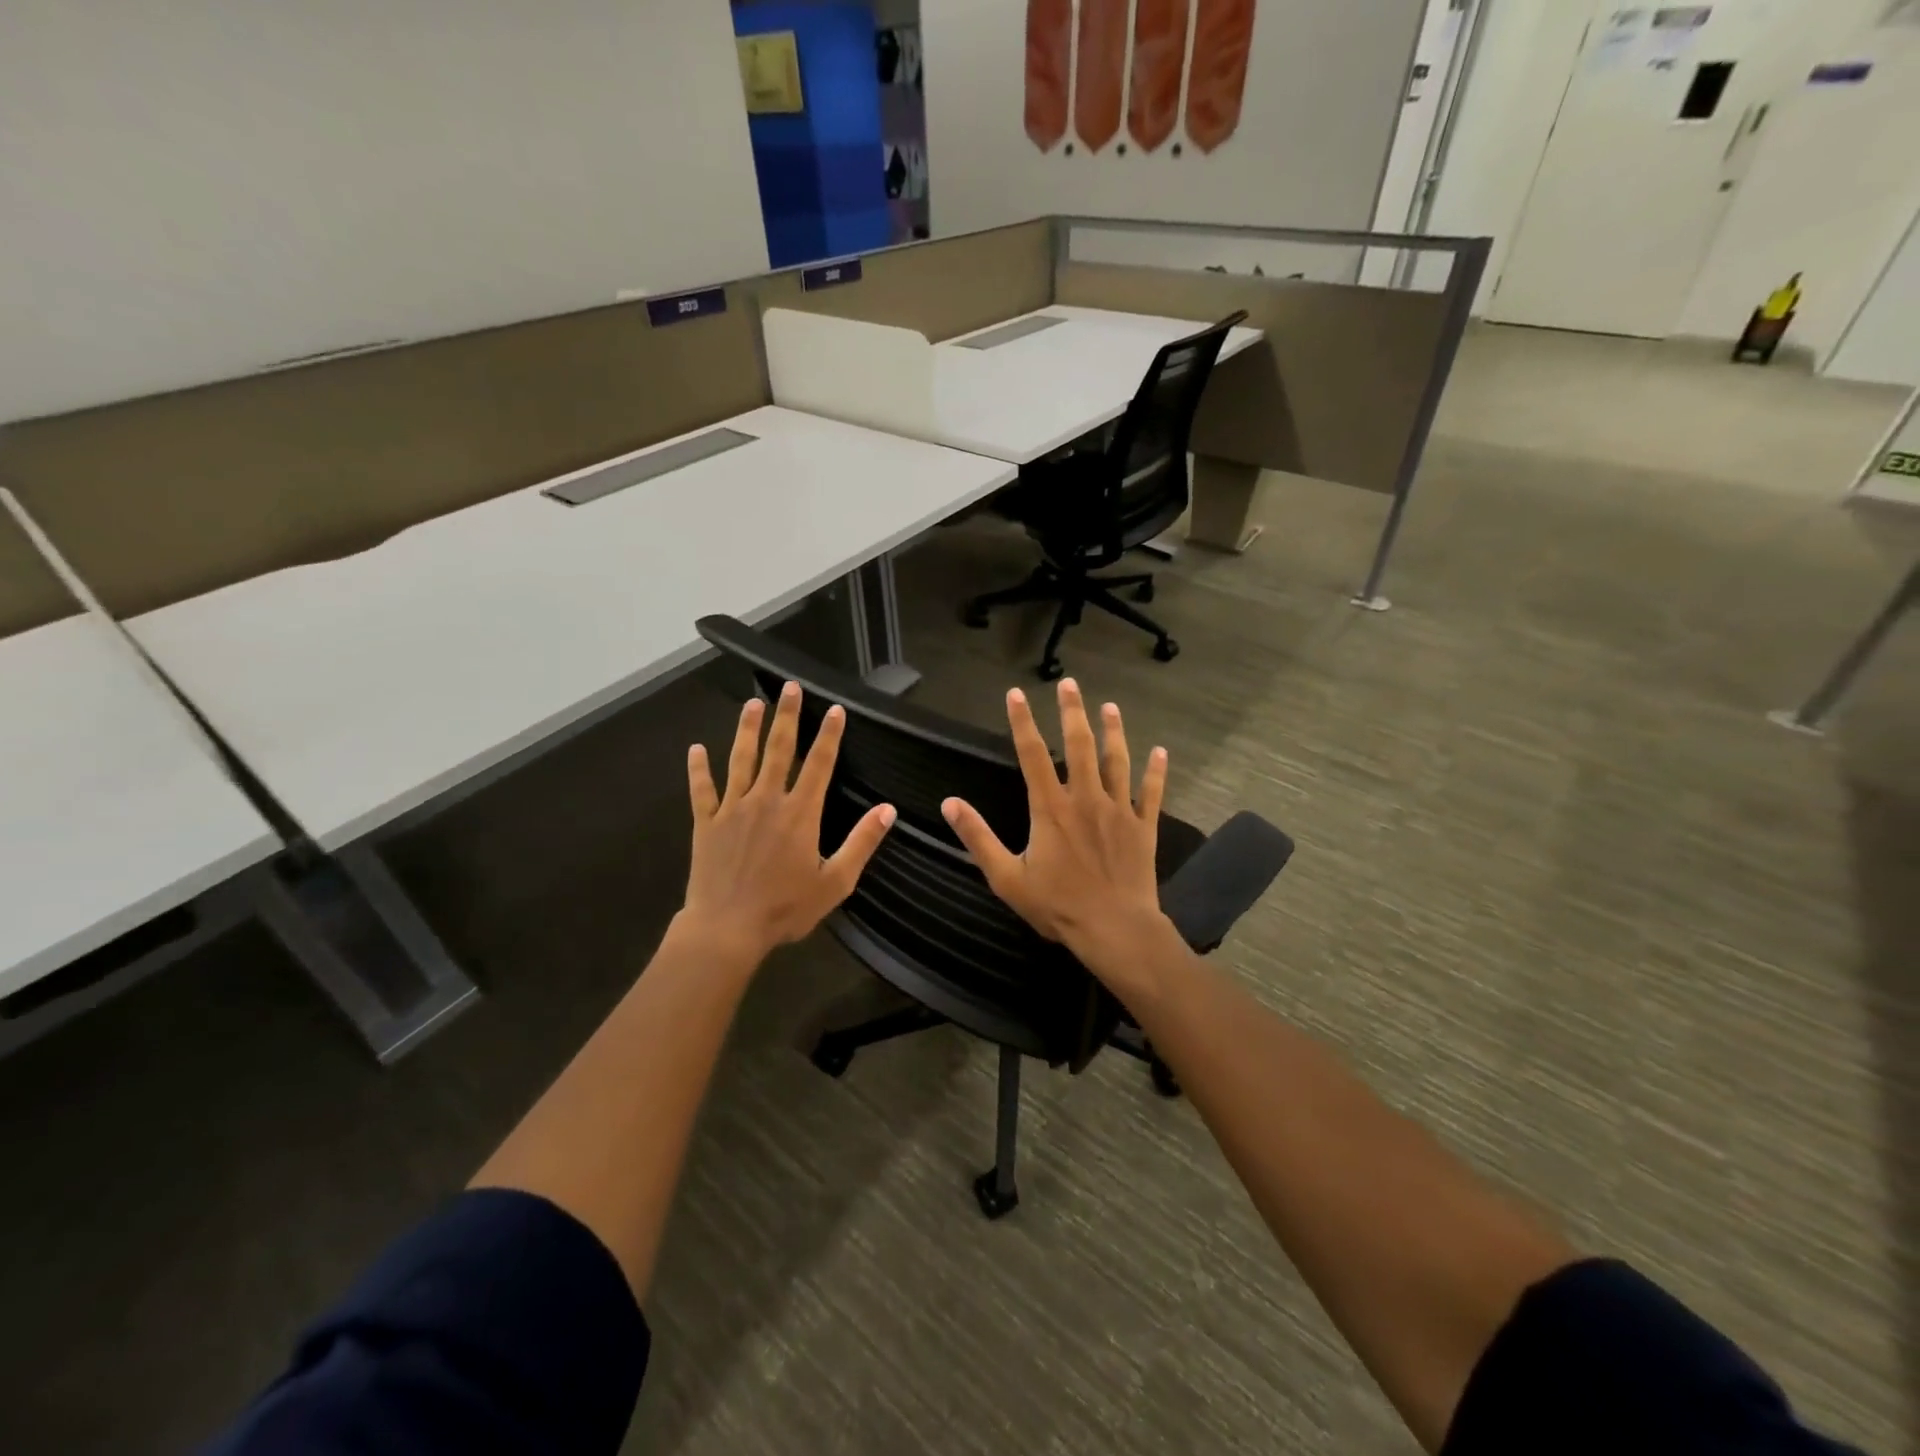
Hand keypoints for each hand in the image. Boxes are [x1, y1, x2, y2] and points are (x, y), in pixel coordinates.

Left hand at [679, 682, 894, 965]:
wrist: (727, 929)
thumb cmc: (785, 908)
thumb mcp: (835, 882)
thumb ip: (861, 843)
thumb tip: (888, 810)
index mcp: (800, 814)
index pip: (820, 764)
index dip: (829, 735)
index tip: (835, 709)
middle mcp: (767, 801)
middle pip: (779, 750)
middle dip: (787, 717)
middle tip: (790, 688)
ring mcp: (732, 810)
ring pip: (740, 760)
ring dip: (747, 730)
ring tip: (752, 704)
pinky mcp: (706, 824)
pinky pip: (702, 790)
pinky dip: (698, 769)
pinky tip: (695, 749)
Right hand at [940, 679, 1178, 987]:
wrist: (1115, 929)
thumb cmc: (1057, 906)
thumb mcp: (1006, 876)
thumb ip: (978, 837)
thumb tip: (949, 803)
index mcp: (1050, 808)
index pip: (1032, 754)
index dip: (1022, 722)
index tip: (1016, 693)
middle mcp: (1085, 798)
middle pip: (1079, 745)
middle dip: (1072, 711)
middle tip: (1070, 683)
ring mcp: (1119, 810)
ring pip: (1117, 761)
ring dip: (1114, 731)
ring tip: (1110, 706)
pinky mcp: (1144, 827)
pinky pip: (1152, 793)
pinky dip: (1157, 771)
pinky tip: (1161, 751)